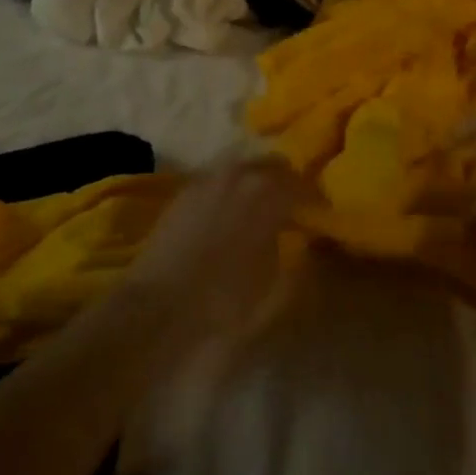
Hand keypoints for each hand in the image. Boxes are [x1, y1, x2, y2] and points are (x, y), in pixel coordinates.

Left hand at [124, 158, 304, 342]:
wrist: (158, 308)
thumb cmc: (224, 302)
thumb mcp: (275, 290)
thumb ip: (296, 259)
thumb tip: (304, 242)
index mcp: (269, 194)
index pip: (302, 184)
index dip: (312, 199)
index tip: (317, 214)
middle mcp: (239, 175)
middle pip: (272, 166)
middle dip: (284, 182)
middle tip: (290, 206)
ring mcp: (207, 180)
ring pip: (242, 167)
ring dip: (254, 181)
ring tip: (258, 207)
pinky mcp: (182, 193)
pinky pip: (216, 179)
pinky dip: (228, 189)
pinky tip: (228, 211)